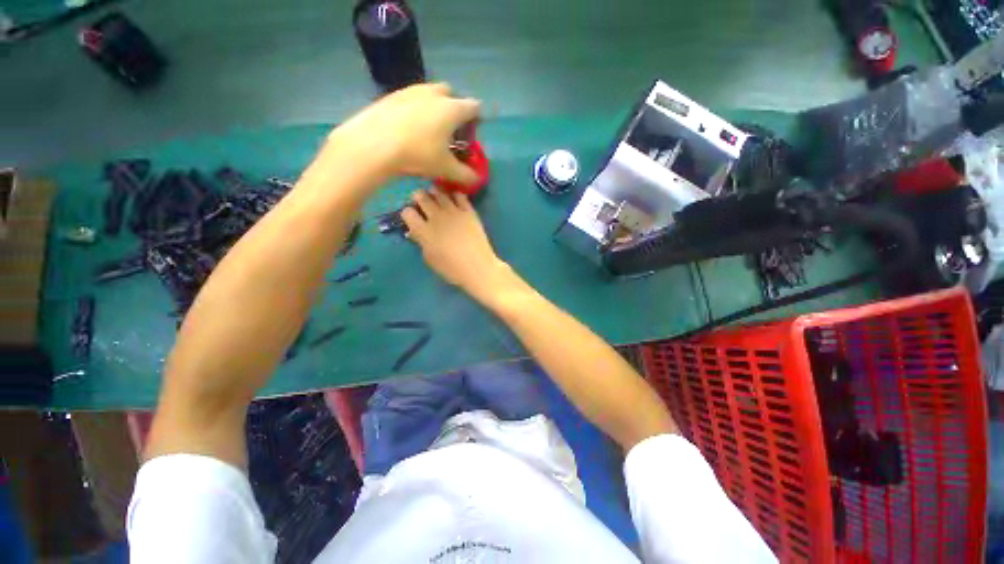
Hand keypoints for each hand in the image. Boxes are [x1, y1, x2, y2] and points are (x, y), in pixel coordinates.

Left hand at [325, 83, 481, 184]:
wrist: (370, 144)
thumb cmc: (415, 154)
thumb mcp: (442, 168)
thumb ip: (463, 174)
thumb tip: (476, 181)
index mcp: (454, 108)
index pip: (475, 107)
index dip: (475, 120)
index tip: (467, 134)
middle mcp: (435, 94)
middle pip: (450, 94)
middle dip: (450, 107)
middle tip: (443, 128)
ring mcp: (410, 91)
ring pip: (426, 94)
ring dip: (427, 106)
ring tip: (419, 128)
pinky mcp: (389, 96)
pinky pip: (404, 100)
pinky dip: (406, 110)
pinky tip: (397, 128)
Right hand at [401, 189, 518, 303]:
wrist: (478, 267)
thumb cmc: (451, 268)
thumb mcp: (429, 258)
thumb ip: (420, 242)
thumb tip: (415, 231)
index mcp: (424, 231)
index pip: (407, 213)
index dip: (406, 212)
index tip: (409, 214)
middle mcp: (436, 217)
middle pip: (422, 197)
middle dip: (417, 196)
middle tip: (418, 198)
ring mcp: (453, 212)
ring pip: (439, 193)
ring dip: (433, 192)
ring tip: (433, 194)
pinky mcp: (468, 210)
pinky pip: (459, 195)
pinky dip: (453, 194)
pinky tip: (452, 198)